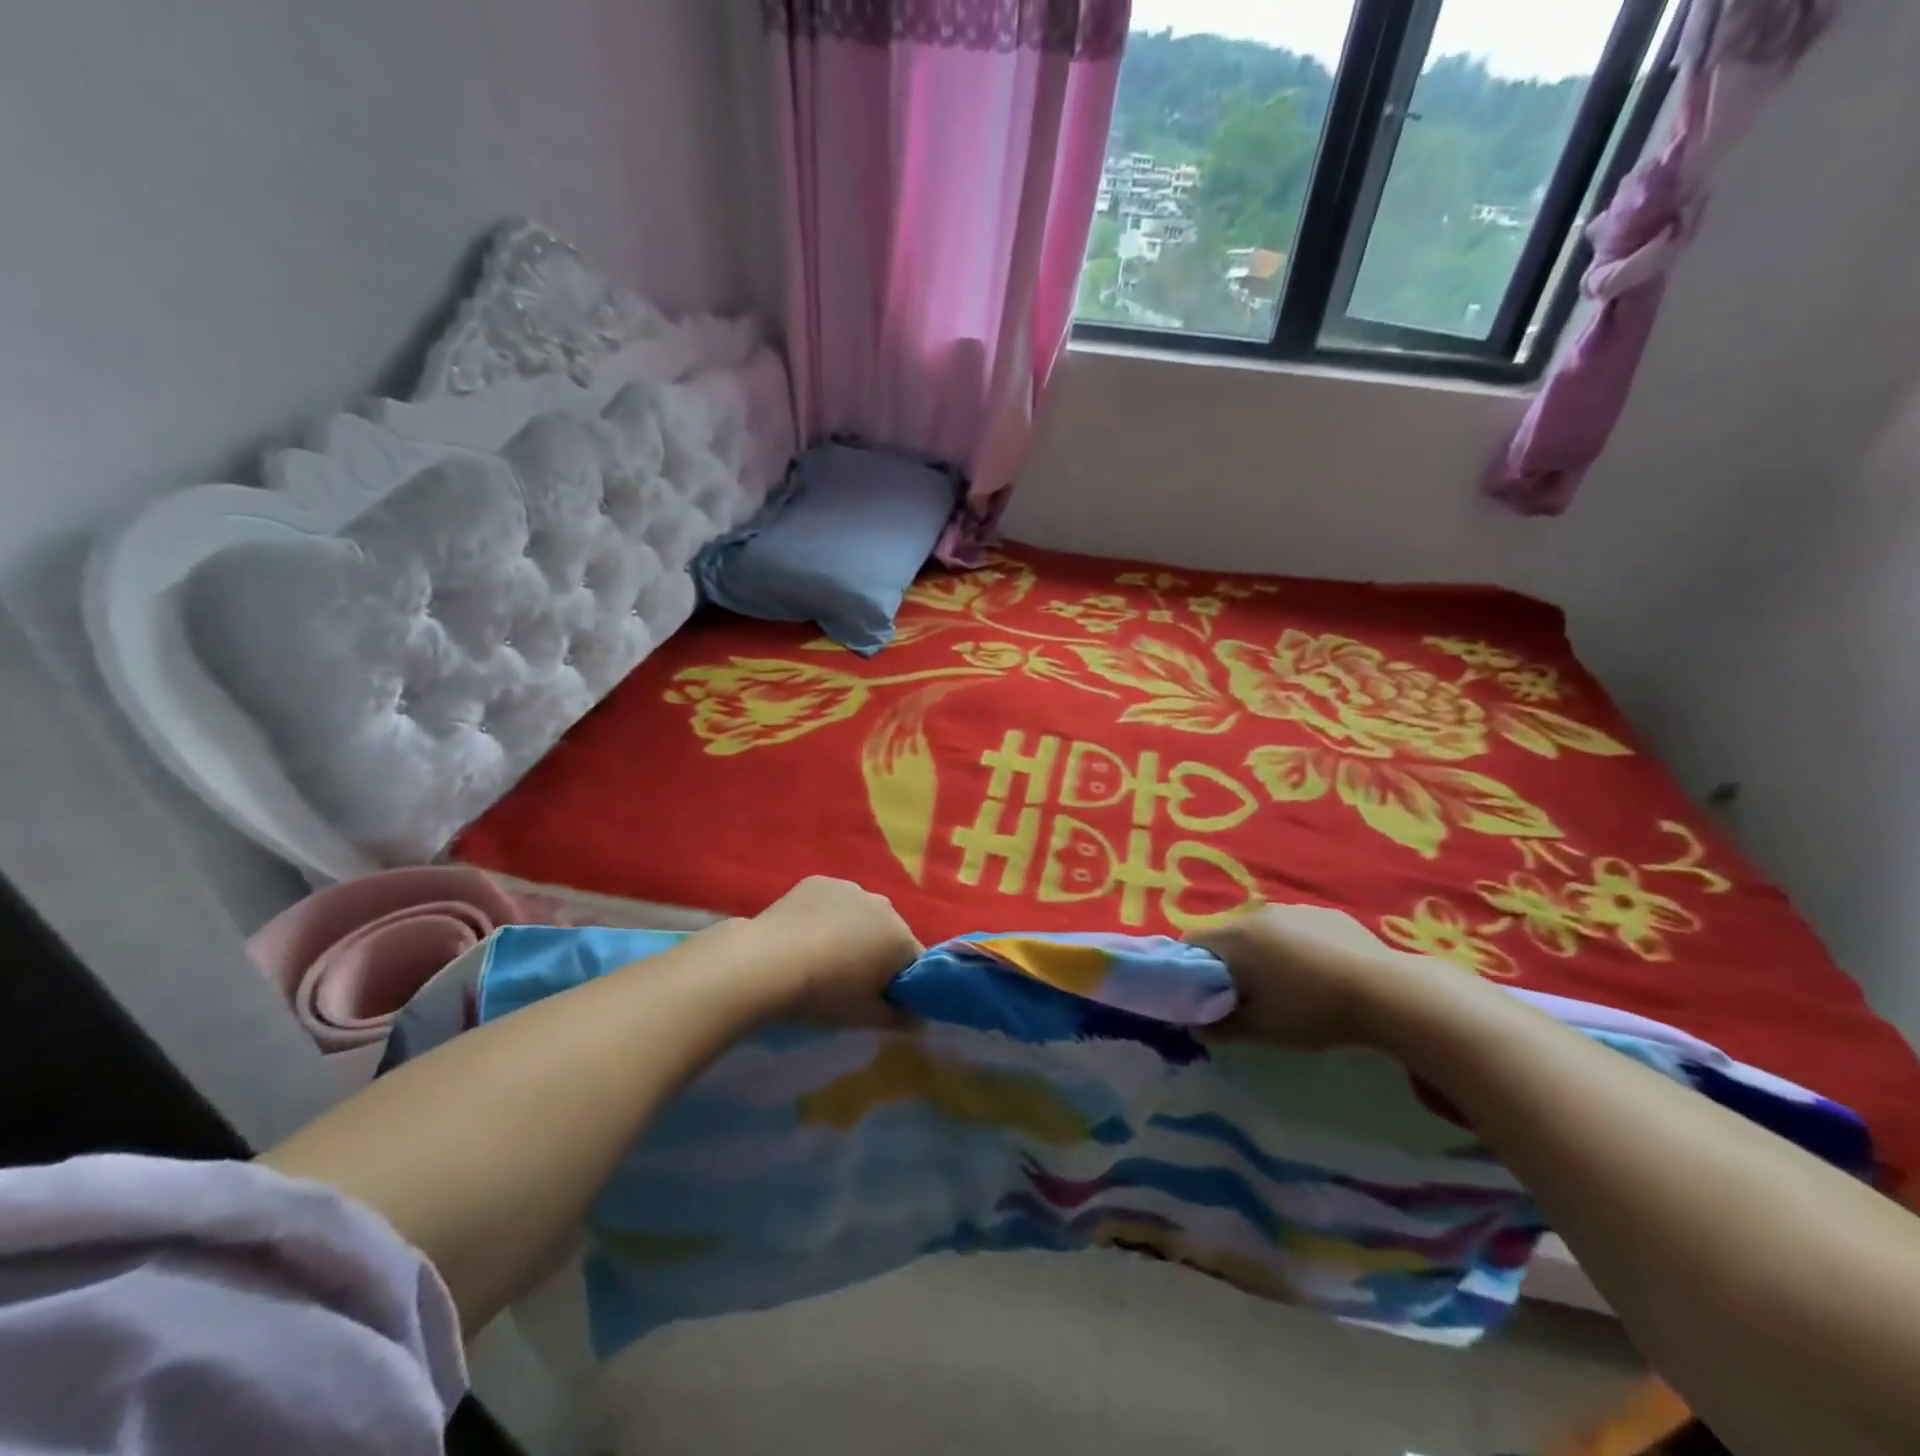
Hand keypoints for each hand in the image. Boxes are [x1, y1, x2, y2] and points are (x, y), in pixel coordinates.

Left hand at [749, 877, 922, 1025]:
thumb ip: (899, 1018)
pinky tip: (804, 936)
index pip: (915, 961)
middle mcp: (882, 905)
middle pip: (889, 933)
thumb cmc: (823, 994)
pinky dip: (826, 915)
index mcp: (900, 938)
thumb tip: (918, 1020)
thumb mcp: (864, 1017)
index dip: (901, 982)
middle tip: (850, 980)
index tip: (881, 998)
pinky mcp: (818, 882)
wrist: (766, 963)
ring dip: (852, 931)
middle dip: (877, 953)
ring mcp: (849, 888)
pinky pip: (833, 902)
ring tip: (822, 957)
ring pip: (860, 914)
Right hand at [1188, 902, 1449, 1049]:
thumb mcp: (1261, 1030)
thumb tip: (1195, 1028)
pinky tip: (1321, 974)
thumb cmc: (1311, 1011)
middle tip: (1248, 999)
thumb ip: (1221, 1028)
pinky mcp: (1326, 914)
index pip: (1191, 944)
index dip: (1190, 970)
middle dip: (1230, 964)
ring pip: (1263, 932)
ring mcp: (1294, 909)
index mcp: (1234, 937)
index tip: (1204, 996)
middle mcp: (1257, 914)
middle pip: (1228, 937)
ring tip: (1290, 988)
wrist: (1387, 992)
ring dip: (1264, 955)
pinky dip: (1296, 948)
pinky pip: (1296, 929)